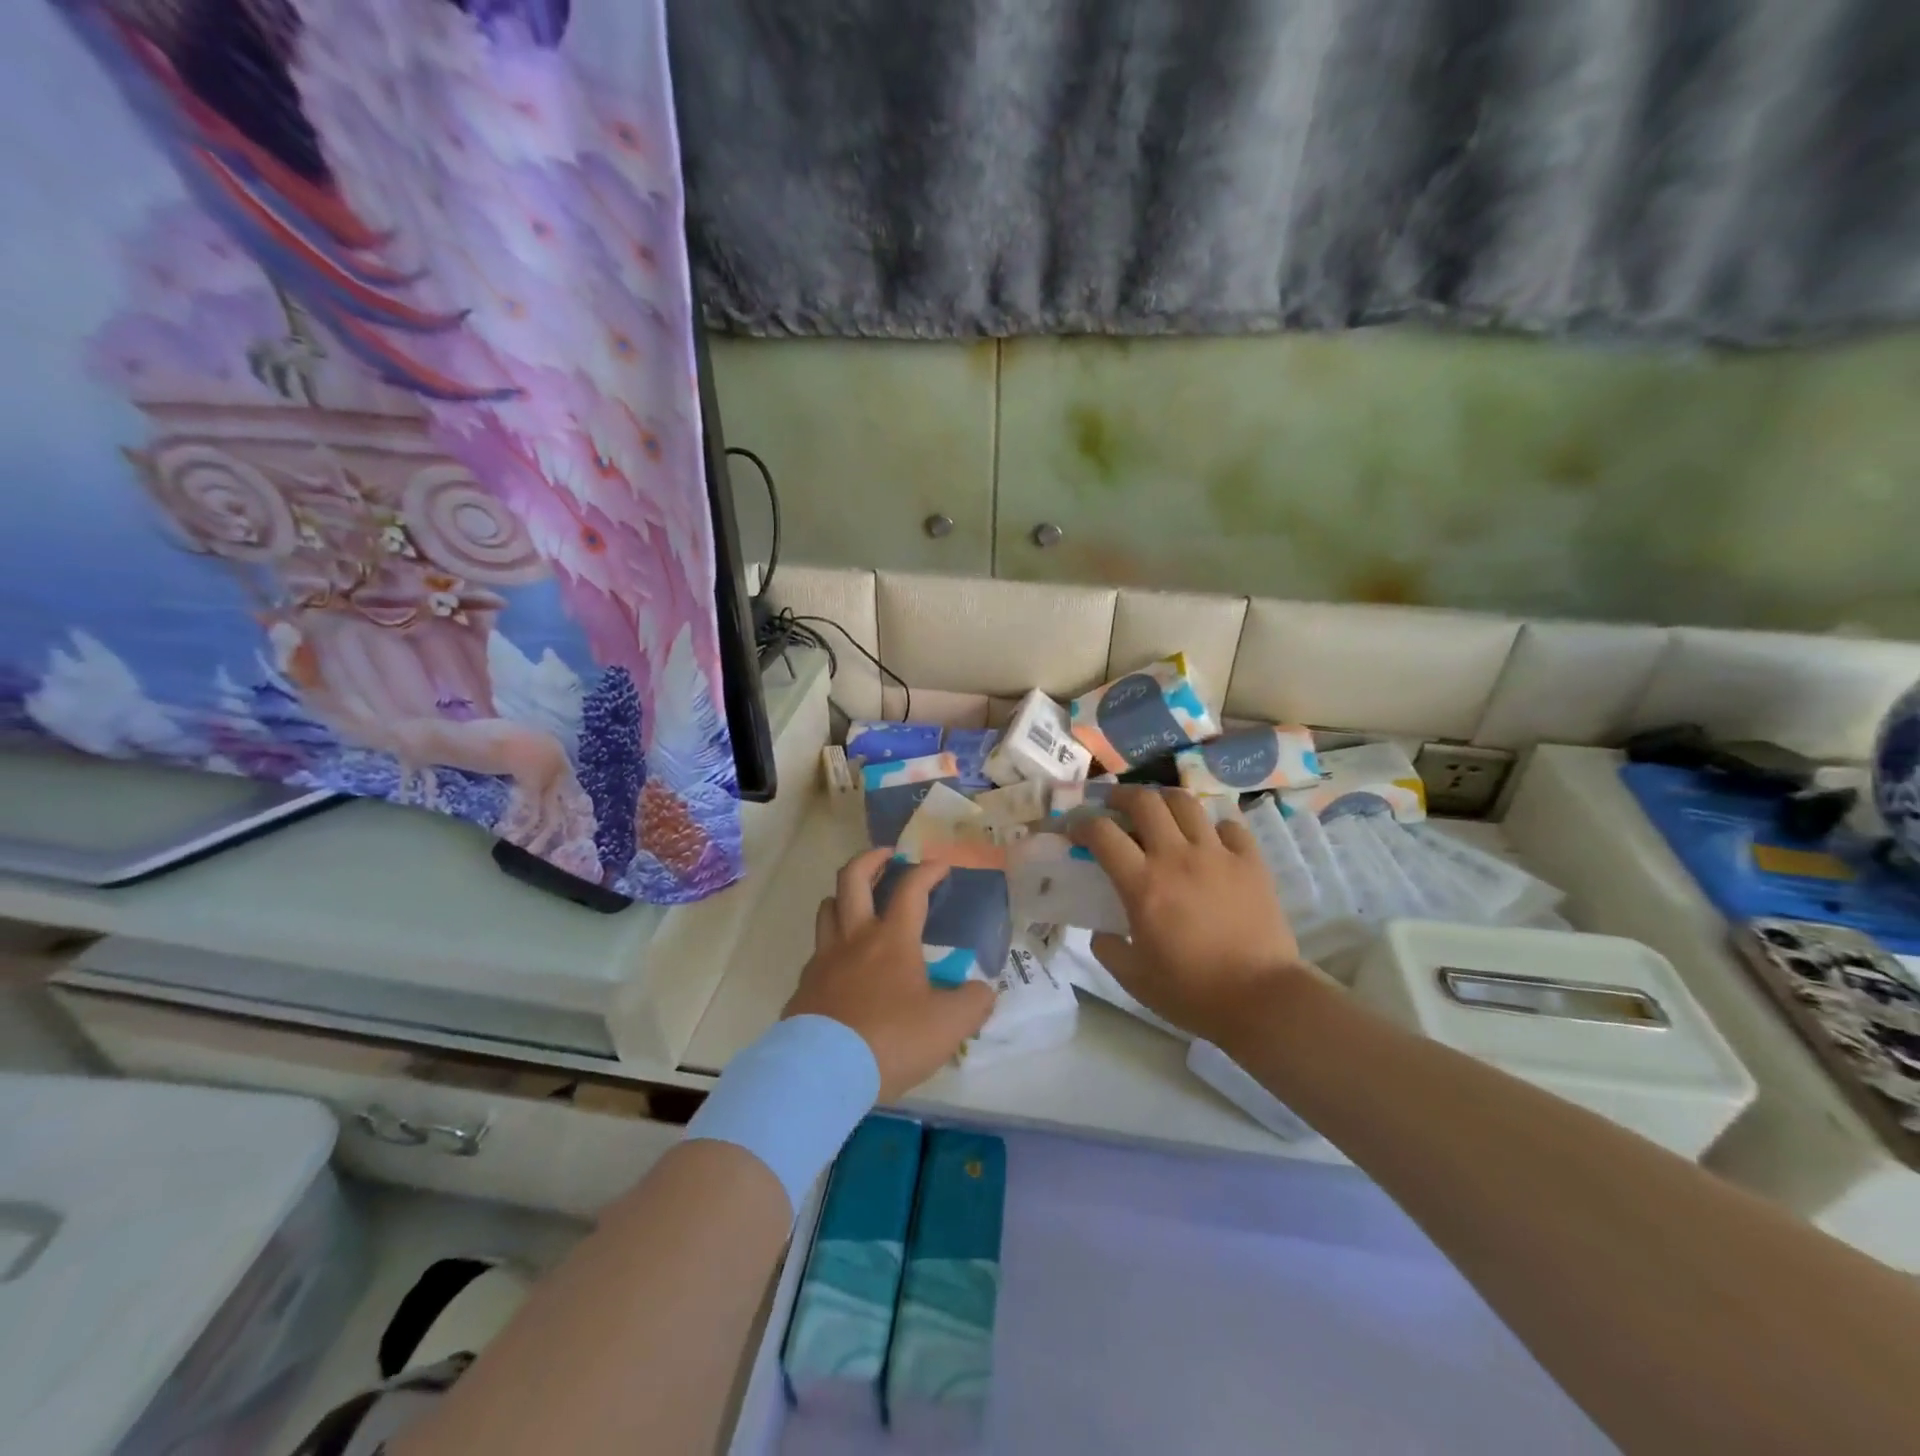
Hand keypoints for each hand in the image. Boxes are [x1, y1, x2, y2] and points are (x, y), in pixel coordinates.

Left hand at [783, 848, 996, 1100]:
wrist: (823, 1073)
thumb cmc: (891, 1040)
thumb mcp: (949, 1026)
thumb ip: (973, 1003)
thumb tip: (983, 990)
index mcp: (892, 940)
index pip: (912, 889)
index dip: (928, 871)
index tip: (940, 864)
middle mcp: (855, 938)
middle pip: (852, 879)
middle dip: (871, 859)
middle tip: (887, 856)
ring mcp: (824, 960)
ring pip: (827, 908)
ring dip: (844, 896)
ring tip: (859, 902)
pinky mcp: (805, 986)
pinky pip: (818, 951)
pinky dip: (832, 944)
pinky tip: (844, 964)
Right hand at [1070, 787, 1313, 1042]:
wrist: (1261, 999)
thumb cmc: (1191, 991)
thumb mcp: (1133, 978)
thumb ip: (1108, 949)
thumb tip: (1101, 931)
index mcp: (1143, 884)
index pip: (1102, 833)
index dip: (1083, 824)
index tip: (1076, 830)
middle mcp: (1176, 857)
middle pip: (1144, 802)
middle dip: (1121, 796)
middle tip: (1114, 805)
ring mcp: (1217, 854)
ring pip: (1185, 803)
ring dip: (1164, 800)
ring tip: (1159, 811)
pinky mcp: (1251, 861)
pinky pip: (1229, 826)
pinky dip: (1213, 827)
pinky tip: (1209, 841)